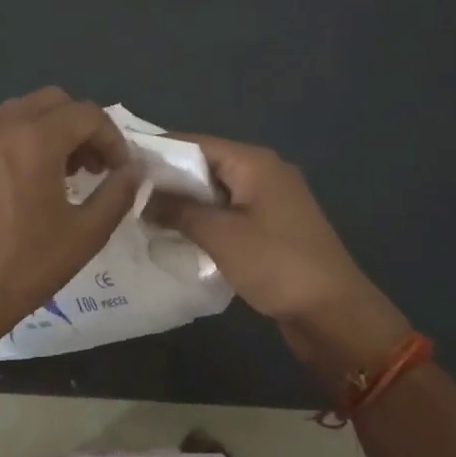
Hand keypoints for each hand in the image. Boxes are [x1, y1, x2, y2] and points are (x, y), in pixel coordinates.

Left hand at [0, 88, 138, 350]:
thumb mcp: (85, 234)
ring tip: (61, 172)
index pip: (86, 113)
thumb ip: (117, 194)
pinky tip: (25, 185)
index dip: (112, 138)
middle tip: (92, 165)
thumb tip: (135, 170)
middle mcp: (3, 129)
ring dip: (50, 129)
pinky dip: (21, 142)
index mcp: (35, 140)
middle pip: (53, 101)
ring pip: (21, 111)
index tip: (119, 170)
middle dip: (81, 125)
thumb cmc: (24, 266)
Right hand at [143, 136, 368, 316]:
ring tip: (142, 213)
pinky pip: (229, 213)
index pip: (196, 142)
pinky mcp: (271, 228)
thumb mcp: (221, 235)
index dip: (158, 150)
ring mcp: (270, 201)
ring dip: (185, 202)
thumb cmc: (277, 264)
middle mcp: (264, 172)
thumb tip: (141, 196)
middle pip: (206, 164)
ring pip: (216, 191)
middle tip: (126, 192)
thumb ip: (178, 210)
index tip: (121, 162)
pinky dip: (204, 220)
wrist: (334, 314)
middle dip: (168, 179)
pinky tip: (177, 234)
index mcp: (254, 162)